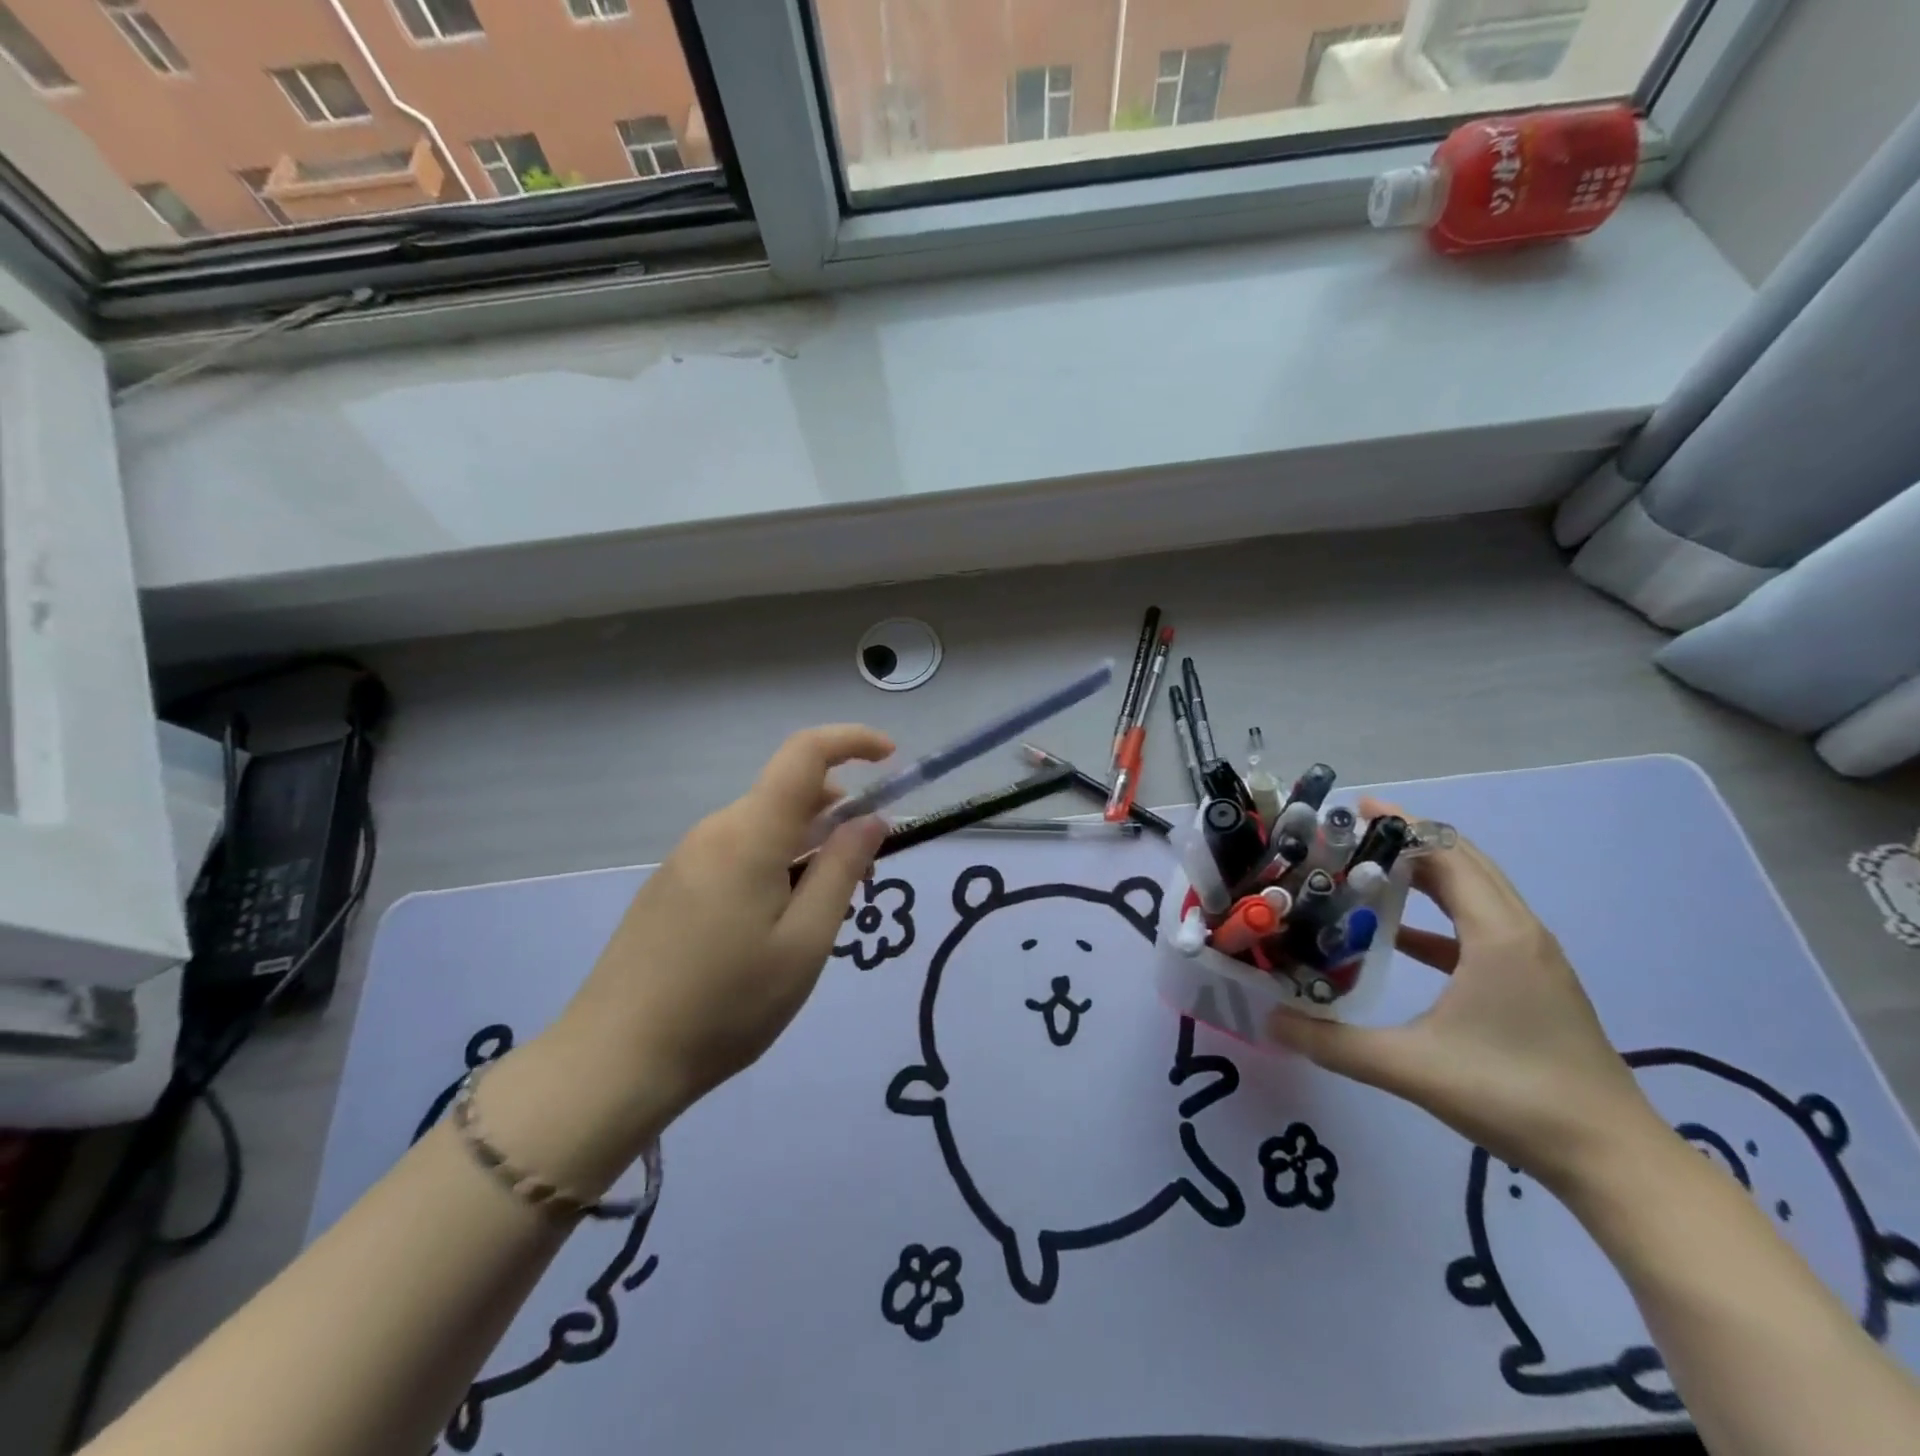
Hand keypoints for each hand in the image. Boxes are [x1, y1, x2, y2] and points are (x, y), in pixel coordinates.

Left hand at [502, 726, 892, 1188]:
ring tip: (816, 915)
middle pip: (787, 794)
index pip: (805, 753)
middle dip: (835, 814)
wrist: (614, 1060)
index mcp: (750, 834)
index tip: (891, 759)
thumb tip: (872, 818)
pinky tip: (769, 928)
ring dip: (804, 845)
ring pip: (763, 826)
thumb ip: (842, 870)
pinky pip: (736, 852)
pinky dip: (772, 864)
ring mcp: (686, 857)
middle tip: (861, 876)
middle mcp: (714, 830)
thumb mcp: (805, 943)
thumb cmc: (726, 1004)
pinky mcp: (670, 885)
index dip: (852, 740)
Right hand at [1268, 798, 1664, 1190]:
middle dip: (1408, 841)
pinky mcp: (1534, 983)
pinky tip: (1399, 938)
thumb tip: (1270, 1021)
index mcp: (1497, 935)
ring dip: (1425, 875)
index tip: (1353, 810)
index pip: (1447, 854)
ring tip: (1366, 873)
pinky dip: (1438, 917)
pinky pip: (1480, 927)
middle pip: (1463, 862)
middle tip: (1348, 837)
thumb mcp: (1411, 1068)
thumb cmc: (1514, 1097)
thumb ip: (1333, 1043)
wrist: (1613, 1161)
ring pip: (1475, 892)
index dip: (1401, 827)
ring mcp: (1532, 958)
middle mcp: (1519, 932)